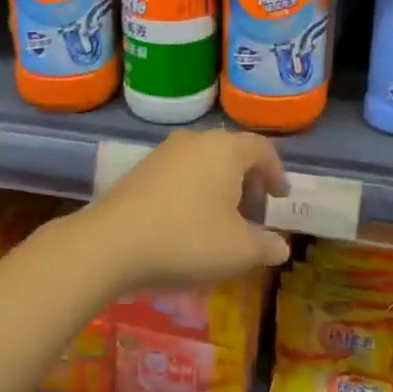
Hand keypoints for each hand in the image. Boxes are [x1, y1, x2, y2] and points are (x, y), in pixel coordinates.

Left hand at [79, 129, 291, 292]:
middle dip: (248, 179)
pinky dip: (194, 189)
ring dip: (219, 184)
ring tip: (222, 218)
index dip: (276, 172)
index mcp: (225, 149)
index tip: (280, 197)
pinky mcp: (140, 169)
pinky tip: (189, 220)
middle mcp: (196, 141)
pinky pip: (180, 173)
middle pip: (231, 152)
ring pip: (204, 161)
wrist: (111, 243)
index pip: (262, 149)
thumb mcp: (238, 251)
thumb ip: (266, 246)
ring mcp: (164, 152)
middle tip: (254, 209)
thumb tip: (281, 246)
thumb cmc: (187, 239)